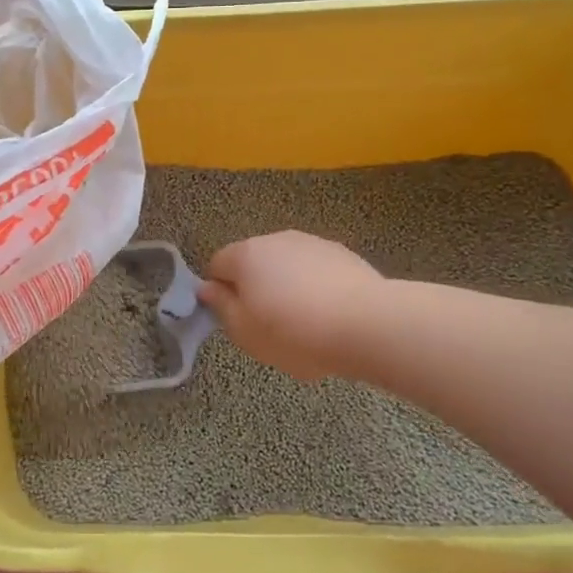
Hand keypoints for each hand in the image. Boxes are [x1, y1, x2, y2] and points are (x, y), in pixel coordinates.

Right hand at [198, 232, 386, 380]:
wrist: (367, 324)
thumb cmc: (294, 332)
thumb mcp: (245, 332)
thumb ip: (221, 307)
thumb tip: (206, 288)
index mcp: (245, 255)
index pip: (217, 265)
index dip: (220, 292)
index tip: (236, 319)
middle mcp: (276, 239)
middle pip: (254, 262)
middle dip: (256, 288)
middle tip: (268, 326)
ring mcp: (312, 243)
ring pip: (287, 265)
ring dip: (287, 286)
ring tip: (304, 323)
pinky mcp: (343, 254)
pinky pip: (316, 270)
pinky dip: (315, 287)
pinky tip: (329, 315)